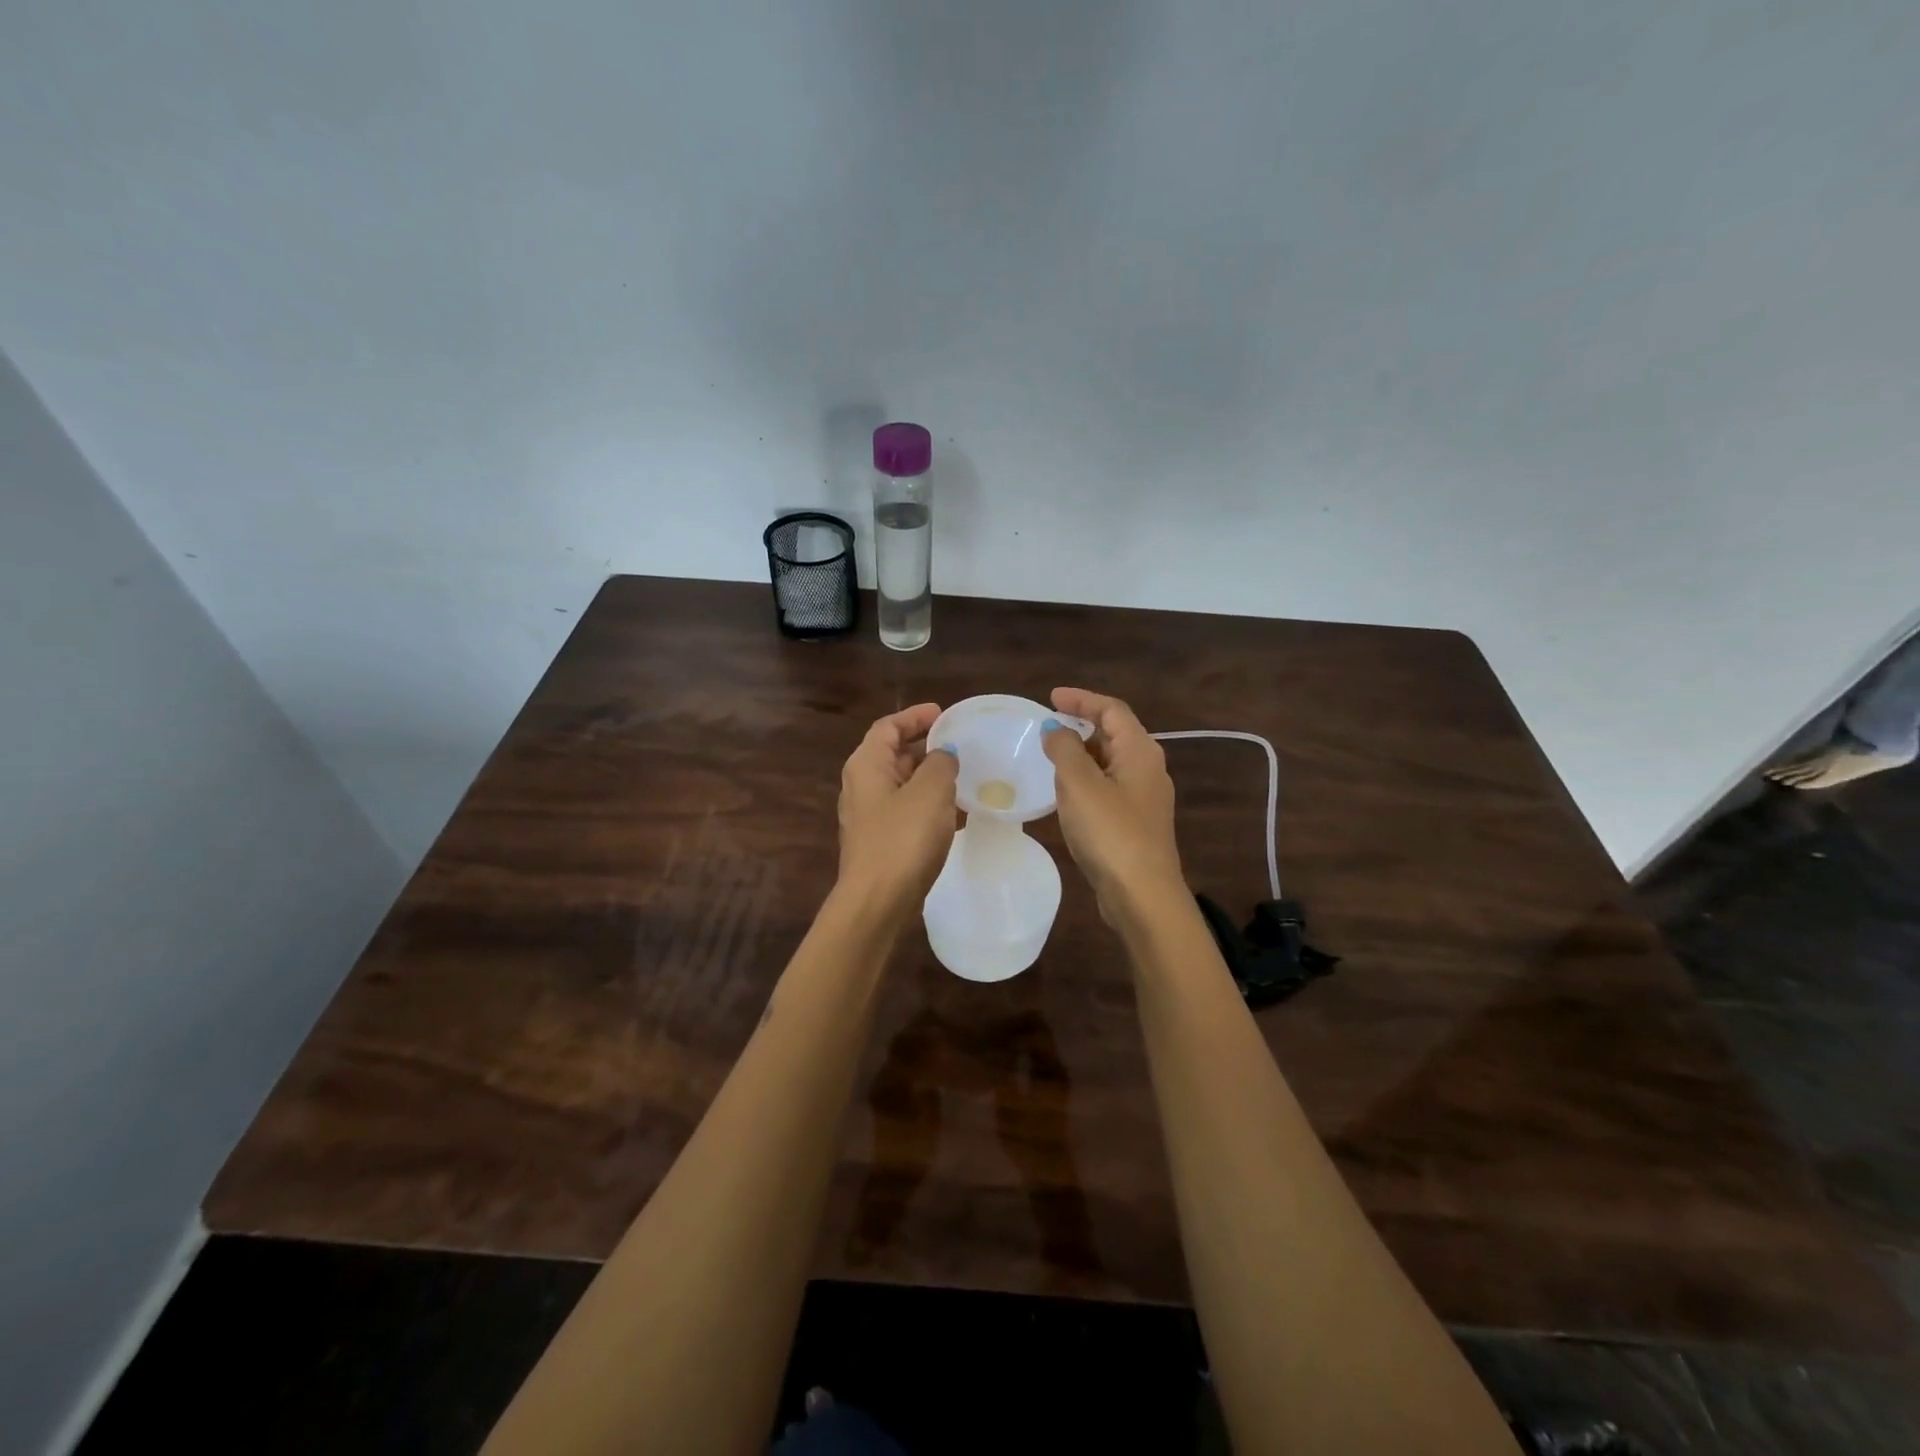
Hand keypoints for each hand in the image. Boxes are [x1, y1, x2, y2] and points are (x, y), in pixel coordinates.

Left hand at [837, 704, 958, 911]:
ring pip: (899, 782)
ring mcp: (867, 815)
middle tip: (957, 743)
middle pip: (891, 753)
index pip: (888, 726)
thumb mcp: (930, 791)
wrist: (877, 901)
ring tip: (960, 773)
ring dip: (926, 774)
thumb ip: (941, 763)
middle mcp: (861, 785)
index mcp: (866, 765)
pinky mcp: (879, 840)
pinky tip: (949, 809)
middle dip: (923, 745)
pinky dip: (924, 800)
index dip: (914, 716)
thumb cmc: (902, 839)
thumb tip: (943, 755)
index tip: (943, 714)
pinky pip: (903, 808)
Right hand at [1042, 688, 1183, 917]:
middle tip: (1048, 727)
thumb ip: (1064, 749)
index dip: (1081, 699)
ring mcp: (1145, 798)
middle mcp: (1148, 768)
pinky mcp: (1136, 823)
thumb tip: (1056, 729)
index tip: (1050, 698)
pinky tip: (1066, 795)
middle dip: (1081, 725)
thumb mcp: (1079, 783)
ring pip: (1110, 763)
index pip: (1112, 709)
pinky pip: (1108, 787)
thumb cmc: (1110, 832)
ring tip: (1051, 757)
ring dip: (1082, 755)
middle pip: (1114, 734)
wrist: (1142, 894)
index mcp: (1140, 751)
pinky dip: (1086, 781)